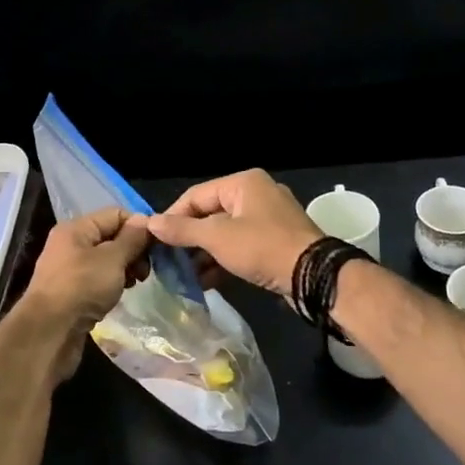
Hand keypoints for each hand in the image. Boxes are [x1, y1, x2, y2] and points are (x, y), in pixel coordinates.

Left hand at [23, 207, 149, 344]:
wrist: (49, 332)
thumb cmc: (81, 288)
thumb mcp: (112, 259)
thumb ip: (131, 239)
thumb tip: (144, 220)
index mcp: (76, 229)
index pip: (115, 214)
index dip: (138, 226)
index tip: (156, 247)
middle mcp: (70, 244)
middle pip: (111, 237)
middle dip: (133, 250)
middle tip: (146, 271)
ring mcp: (69, 270)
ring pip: (106, 261)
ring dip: (124, 269)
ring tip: (135, 284)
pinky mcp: (71, 293)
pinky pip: (98, 280)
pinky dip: (112, 285)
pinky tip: (120, 295)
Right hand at [140, 169, 320, 297]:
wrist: (314, 276)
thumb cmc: (262, 247)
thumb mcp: (217, 237)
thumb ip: (182, 230)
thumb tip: (150, 223)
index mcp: (243, 183)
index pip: (196, 195)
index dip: (172, 217)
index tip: (154, 240)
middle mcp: (257, 194)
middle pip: (210, 214)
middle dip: (189, 239)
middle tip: (167, 260)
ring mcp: (269, 219)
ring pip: (225, 233)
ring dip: (204, 253)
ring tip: (183, 275)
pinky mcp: (275, 242)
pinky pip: (241, 246)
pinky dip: (223, 260)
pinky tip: (205, 281)